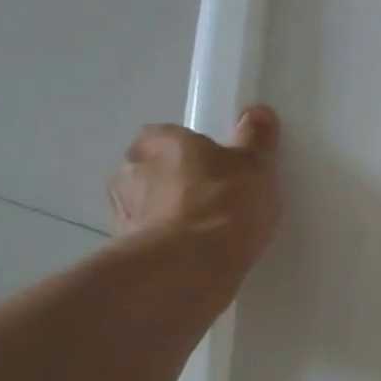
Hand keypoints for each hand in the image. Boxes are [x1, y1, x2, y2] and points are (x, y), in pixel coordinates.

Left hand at [108, 109, 282, 279]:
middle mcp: (128, 171)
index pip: (171, 137)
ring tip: (208, 234)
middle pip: (157, 171)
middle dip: (179, 183)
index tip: (221, 169)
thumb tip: (259, 113)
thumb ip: (255, 138)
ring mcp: (121, 214)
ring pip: (150, 207)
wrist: (190, 267)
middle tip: (218, 200)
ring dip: (170, 216)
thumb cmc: (223, 203)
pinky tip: (195, 257)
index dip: (195, 152)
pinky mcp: (123, 252)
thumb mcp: (254, 165)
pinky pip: (151, 240)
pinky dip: (167, 245)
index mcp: (156, 141)